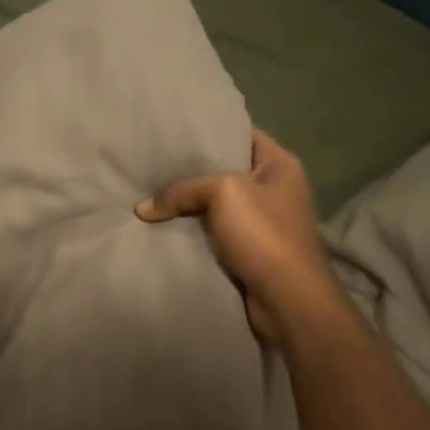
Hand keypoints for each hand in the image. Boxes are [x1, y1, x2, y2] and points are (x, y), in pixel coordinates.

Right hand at [136, 129, 339, 341]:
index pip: (241, 133)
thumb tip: (142, 208)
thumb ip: (182, 191)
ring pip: (215, 205)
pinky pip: (213, 233)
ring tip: (149, 192)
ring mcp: (262, 222)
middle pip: (224, 170)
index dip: (210, 129)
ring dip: (188, 205)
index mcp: (279, 165)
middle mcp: (274, 189)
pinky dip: (191, 232)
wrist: (287, 300)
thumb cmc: (264, 234)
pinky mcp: (248, 251)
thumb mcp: (223, 194)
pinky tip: (162, 226)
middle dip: (190, 170)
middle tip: (152, 162)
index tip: (173, 129)